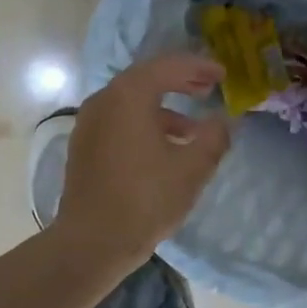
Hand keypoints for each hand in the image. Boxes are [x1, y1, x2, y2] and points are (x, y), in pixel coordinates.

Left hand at [54, 53, 231, 274]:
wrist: (92, 241)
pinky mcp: (84, 147)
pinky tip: (164, 149)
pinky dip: (144, 124)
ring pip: (131, 103)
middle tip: (208, 88)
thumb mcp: (192, 169)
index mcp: (129, 96)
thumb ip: (214, 137)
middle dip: (180, 82)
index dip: (198, 67)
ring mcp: (89, 124)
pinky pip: (119, 122)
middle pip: (146, 79)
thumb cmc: (146, 200)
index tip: (222, 74)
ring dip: (164, 108)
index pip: (168, 66)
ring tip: (192, 129)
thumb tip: (223, 121)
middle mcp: (104, 101)